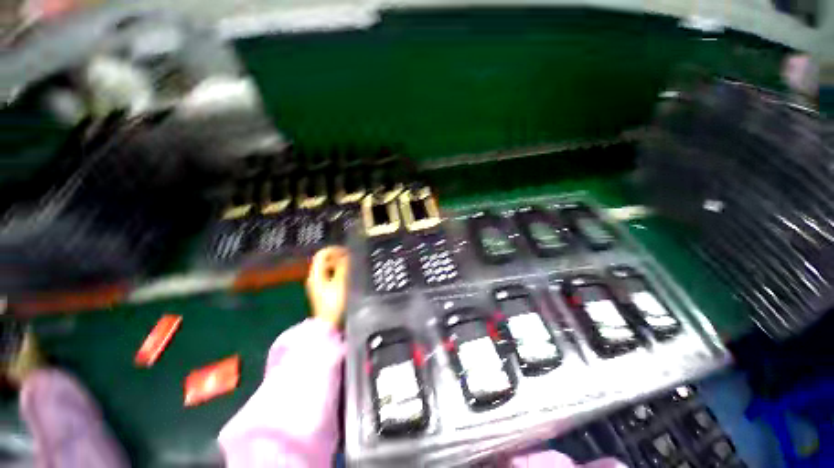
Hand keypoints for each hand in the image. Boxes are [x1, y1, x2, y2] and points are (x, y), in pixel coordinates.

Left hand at [306, 247, 349, 327]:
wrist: (330, 326)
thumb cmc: (335, 304)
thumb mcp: (341, 282)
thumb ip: (344, 267)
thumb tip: (347, 255)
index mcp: (315, 275)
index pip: (322, 254)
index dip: (335, 250)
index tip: (348, 251)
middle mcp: (315, 278)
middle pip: (325, 260)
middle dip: (339, 257)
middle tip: (352, 258)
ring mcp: (319, 286)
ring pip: (329, 268)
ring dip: (340, 265)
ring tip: (353, 266)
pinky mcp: (325, 292)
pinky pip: (332, 276)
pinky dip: (340, 273)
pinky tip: (349, 276)